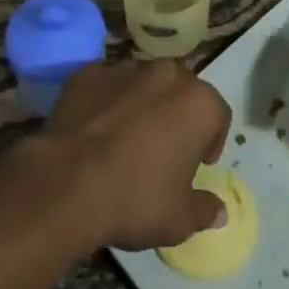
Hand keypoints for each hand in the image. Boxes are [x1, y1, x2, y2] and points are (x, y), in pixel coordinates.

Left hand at [38, 60, 231, 251]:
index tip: (197, 165)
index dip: (211, 141)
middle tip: (163, 151)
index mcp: (198, 103)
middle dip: (177, 116)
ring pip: (143, 84)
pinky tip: (94, 131)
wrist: (68, 181)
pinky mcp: (88, 73)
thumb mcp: (179, 220)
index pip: (218, 115)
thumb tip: (219, 210)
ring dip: (141, 105)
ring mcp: (125, 68)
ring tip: (125, 141)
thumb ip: (204, 209)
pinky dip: (106, 102)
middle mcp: (166, 74)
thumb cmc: (136, 198)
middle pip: (180, 91)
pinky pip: (106, 86)